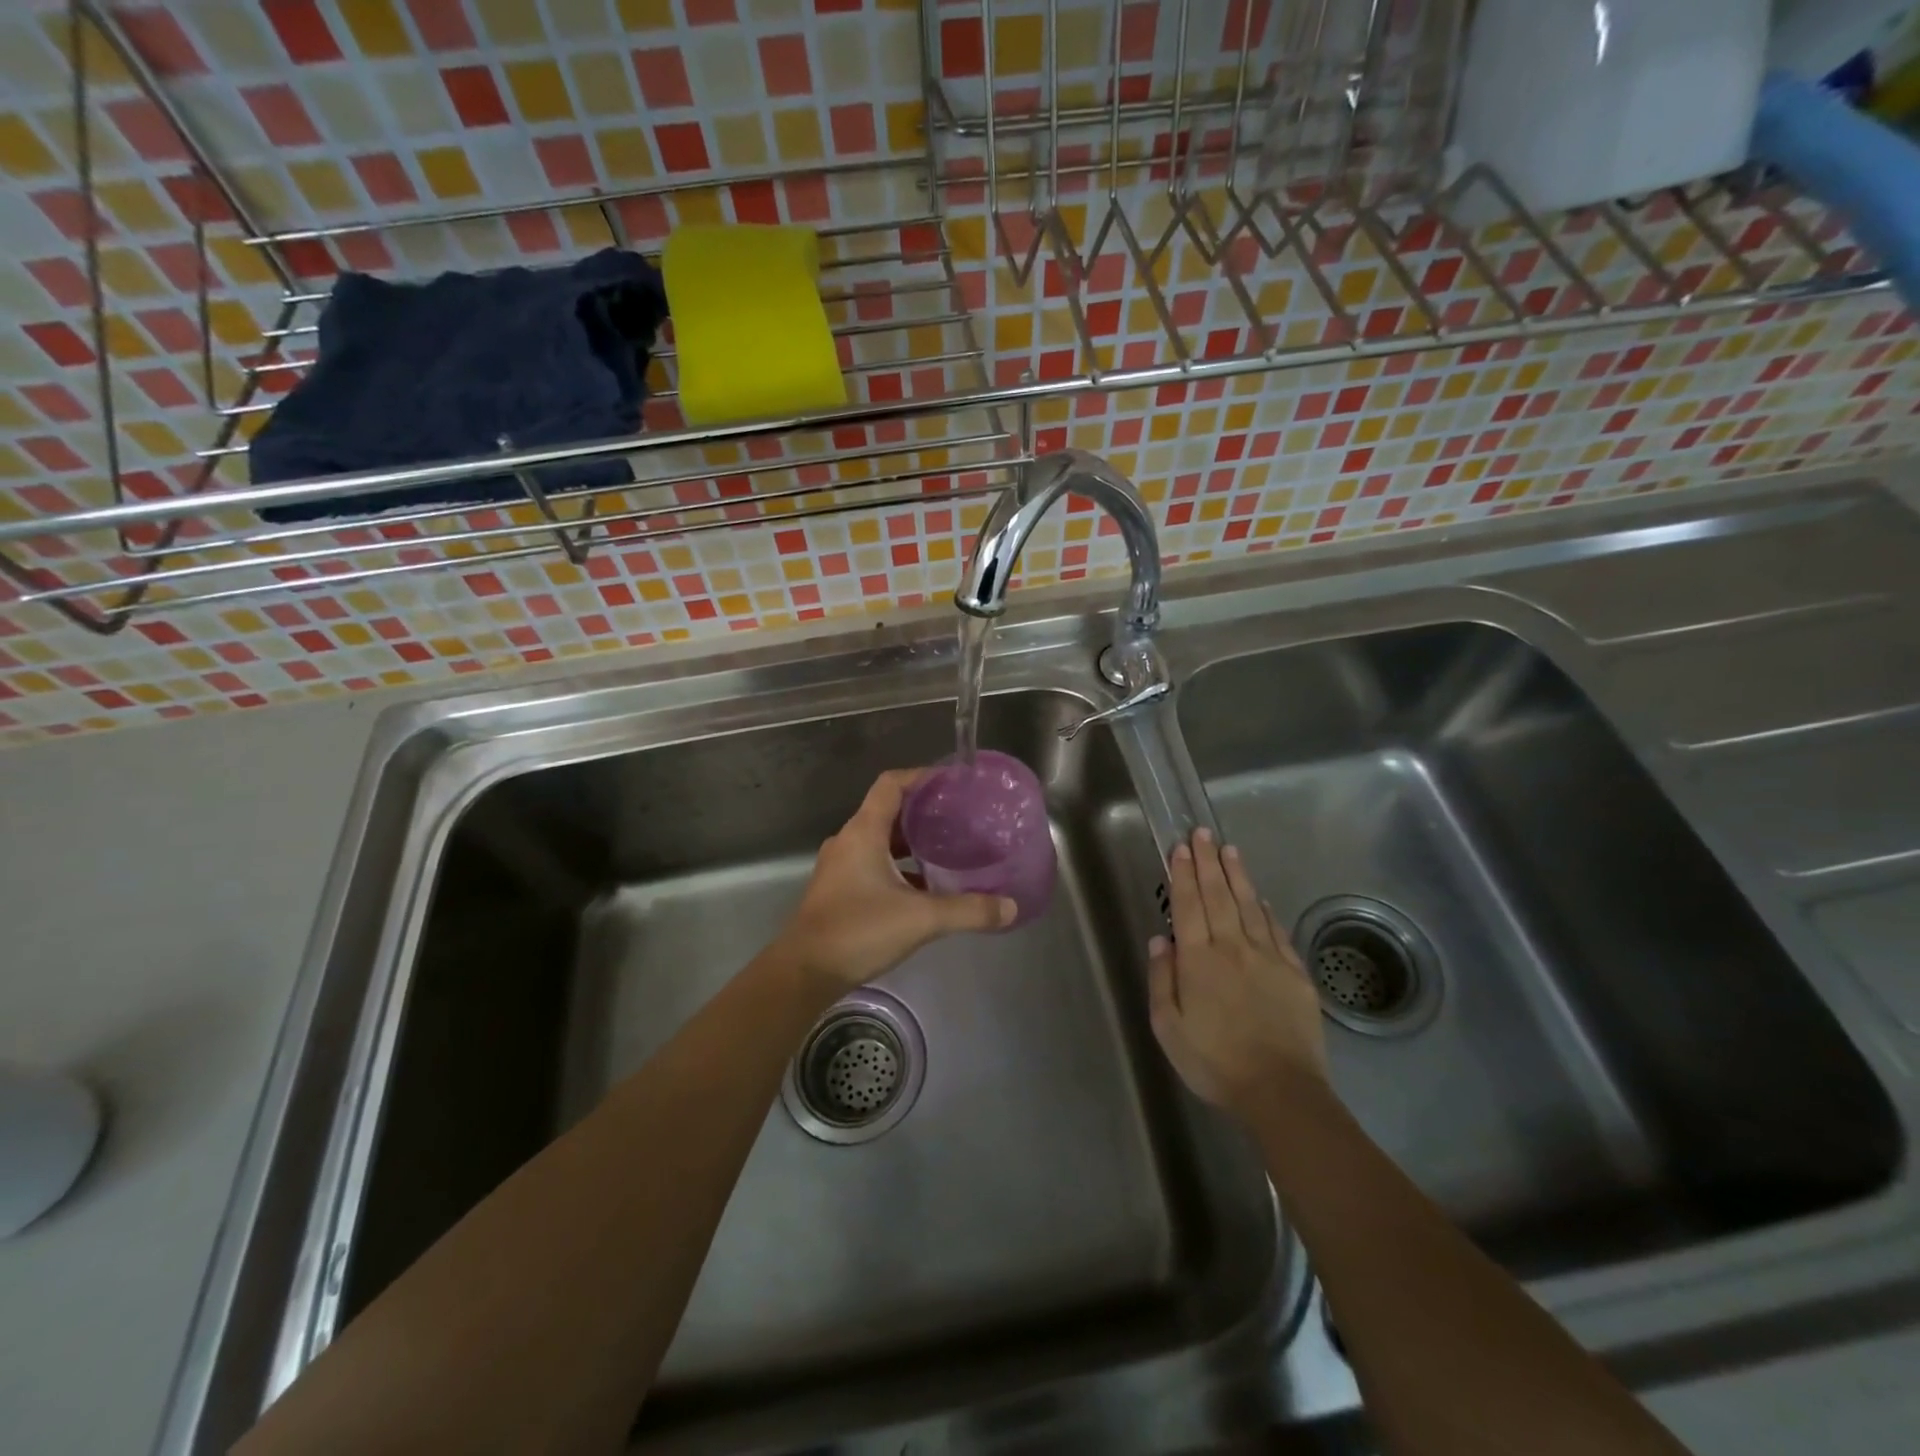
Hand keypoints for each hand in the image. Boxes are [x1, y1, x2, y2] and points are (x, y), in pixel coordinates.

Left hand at [776, 769, 1016, 992]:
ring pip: (881, 840)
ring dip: (911, 841)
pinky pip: (873, 863)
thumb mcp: (921, 919)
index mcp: (863, 832)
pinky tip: (925, 886)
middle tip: (960, 817)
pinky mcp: (839, 889)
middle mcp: (849, 841)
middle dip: (923, 811)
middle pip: (888, 810)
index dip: (921, 776)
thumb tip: (1010, 907)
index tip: (953, 782)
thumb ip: (968, 911)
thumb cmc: (858, 931)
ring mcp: (840, 866)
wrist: (803, 973)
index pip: (891, 784)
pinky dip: (899, 866)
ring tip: (948, 848)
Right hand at [1147, 828, 1328, 1116]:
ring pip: (1249, 906)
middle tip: (1202, 832)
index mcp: (1199, 960)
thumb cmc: (1214, 1062)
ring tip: (1229, 850)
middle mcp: (1233, 948)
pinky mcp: (1295, 973)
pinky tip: (1260, 898)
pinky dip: (1265, 910)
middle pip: (1219, 895)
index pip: (1189, 905)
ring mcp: (1268, 958)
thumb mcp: (1168, 1027)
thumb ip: (1162, 979)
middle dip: (1208, 861)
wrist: (1281, 1091)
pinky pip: (1276, 932)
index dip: (1184, 873)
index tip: (1181, 848)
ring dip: (1237, 875)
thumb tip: (1161, 939)